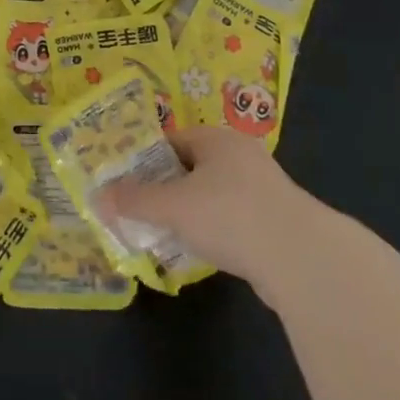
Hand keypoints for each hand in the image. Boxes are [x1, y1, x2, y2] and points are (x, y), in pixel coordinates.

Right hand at [98, 126, 312, 299]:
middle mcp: (242, 155)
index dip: (147, 161)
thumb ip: (134, 201)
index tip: (128, 184)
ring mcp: (265, 189)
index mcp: (217, 139)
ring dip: (194, 213)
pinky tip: (206, 252)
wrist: (303, 260)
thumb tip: (97, 197)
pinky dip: (218, 232)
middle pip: (193, 167)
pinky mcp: (279, 223)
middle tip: (144, 211)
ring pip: (216, 196)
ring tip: (170, 234)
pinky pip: (236, 220)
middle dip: (168, 189)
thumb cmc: (229, 215)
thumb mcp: (172, 207)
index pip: (172, 140)